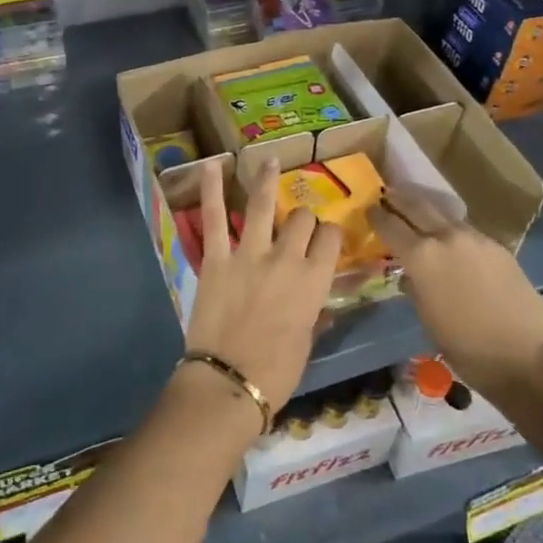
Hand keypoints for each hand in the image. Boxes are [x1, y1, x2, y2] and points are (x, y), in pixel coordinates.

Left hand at [184, 159, 341, 412]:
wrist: (229, 382)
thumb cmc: (276, 373)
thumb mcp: (307, 344)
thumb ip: (314, 316)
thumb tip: (319, 308)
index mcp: (314, 281)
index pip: (331, 239)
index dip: (330, 234)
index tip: (326, 238)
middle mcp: (286, 258)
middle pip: (301, 219)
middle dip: (303, 217)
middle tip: (296, 223)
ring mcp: (249, 254)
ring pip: (263, 205)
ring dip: (267, 180)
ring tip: (270, 160)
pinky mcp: (216, 258)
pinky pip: (215, 218)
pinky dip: (211, 190)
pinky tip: (211, 166)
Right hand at [369, 184, 542, 396]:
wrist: (525, 356)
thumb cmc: (465, 347)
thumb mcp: (426, 317)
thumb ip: (415, 285)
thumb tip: (411, 273)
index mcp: (421, 256)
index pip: (390, 225)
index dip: (376, 217)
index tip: (368, 210)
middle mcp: (446, 237)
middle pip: (416, 206)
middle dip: (399, 199)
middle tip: (387, 194)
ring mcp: (476, 239)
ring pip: (444, 215)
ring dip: (427, 211)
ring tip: (416, 211)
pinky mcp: (498, 247)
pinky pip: (467, 231)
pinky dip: (452, 230)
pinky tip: (451, 239)